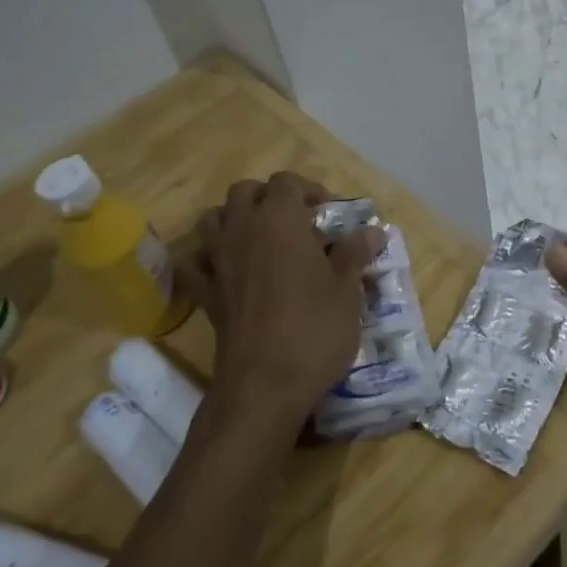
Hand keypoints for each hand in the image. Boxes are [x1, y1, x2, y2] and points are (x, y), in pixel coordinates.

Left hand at [189, 172, 380, 440]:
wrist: (264, 384)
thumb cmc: (314, 329)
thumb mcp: (347, 290)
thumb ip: (354, 254)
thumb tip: (372, 231)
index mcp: (280, 220)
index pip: (287, 182)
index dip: (310, 191)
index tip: (329, 215)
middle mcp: (242, 229)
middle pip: (246, 191)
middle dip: (269, 198)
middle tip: (297, 224)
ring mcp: (217, 260)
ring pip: (214, 218)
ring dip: (235, 219)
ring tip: (262, 240)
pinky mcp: (205, 292)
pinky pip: (195, 262)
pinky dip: (206, 258)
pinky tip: (225, 269)